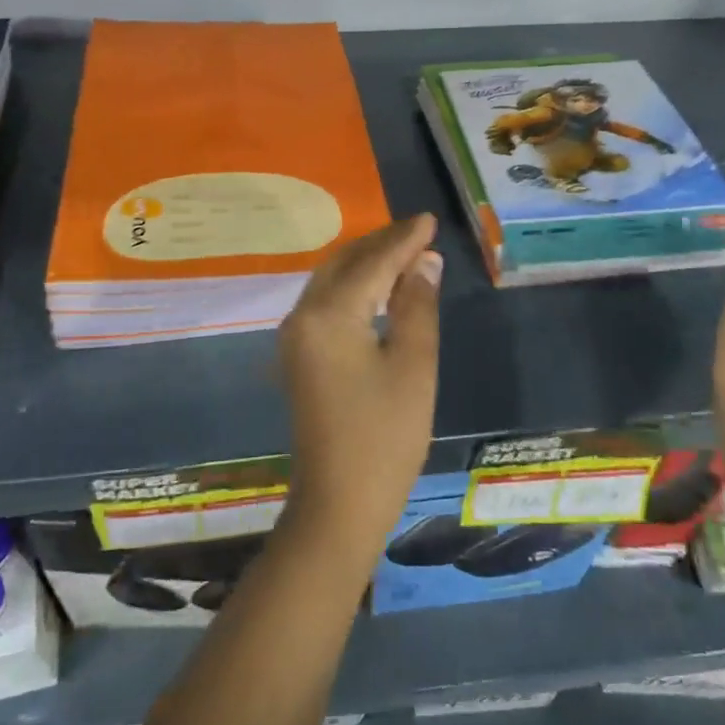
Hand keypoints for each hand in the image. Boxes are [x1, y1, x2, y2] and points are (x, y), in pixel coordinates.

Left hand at [277, 215, 442, 559]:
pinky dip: (353, 286)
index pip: (372, 263)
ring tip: (404, 252)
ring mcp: (295, 336)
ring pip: (331, 281)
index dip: (403, 240)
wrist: (338, 505)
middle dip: (381, 244)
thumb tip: (424, 262)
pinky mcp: (298, 355)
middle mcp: (303, 316)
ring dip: (366, 263)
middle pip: (344, 263)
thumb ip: (417, 306)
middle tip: (419, 232)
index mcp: (328, 315)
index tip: (429, 219)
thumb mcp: (413, 366)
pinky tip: (377, 287)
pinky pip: (326, 302)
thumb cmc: (385, 436)